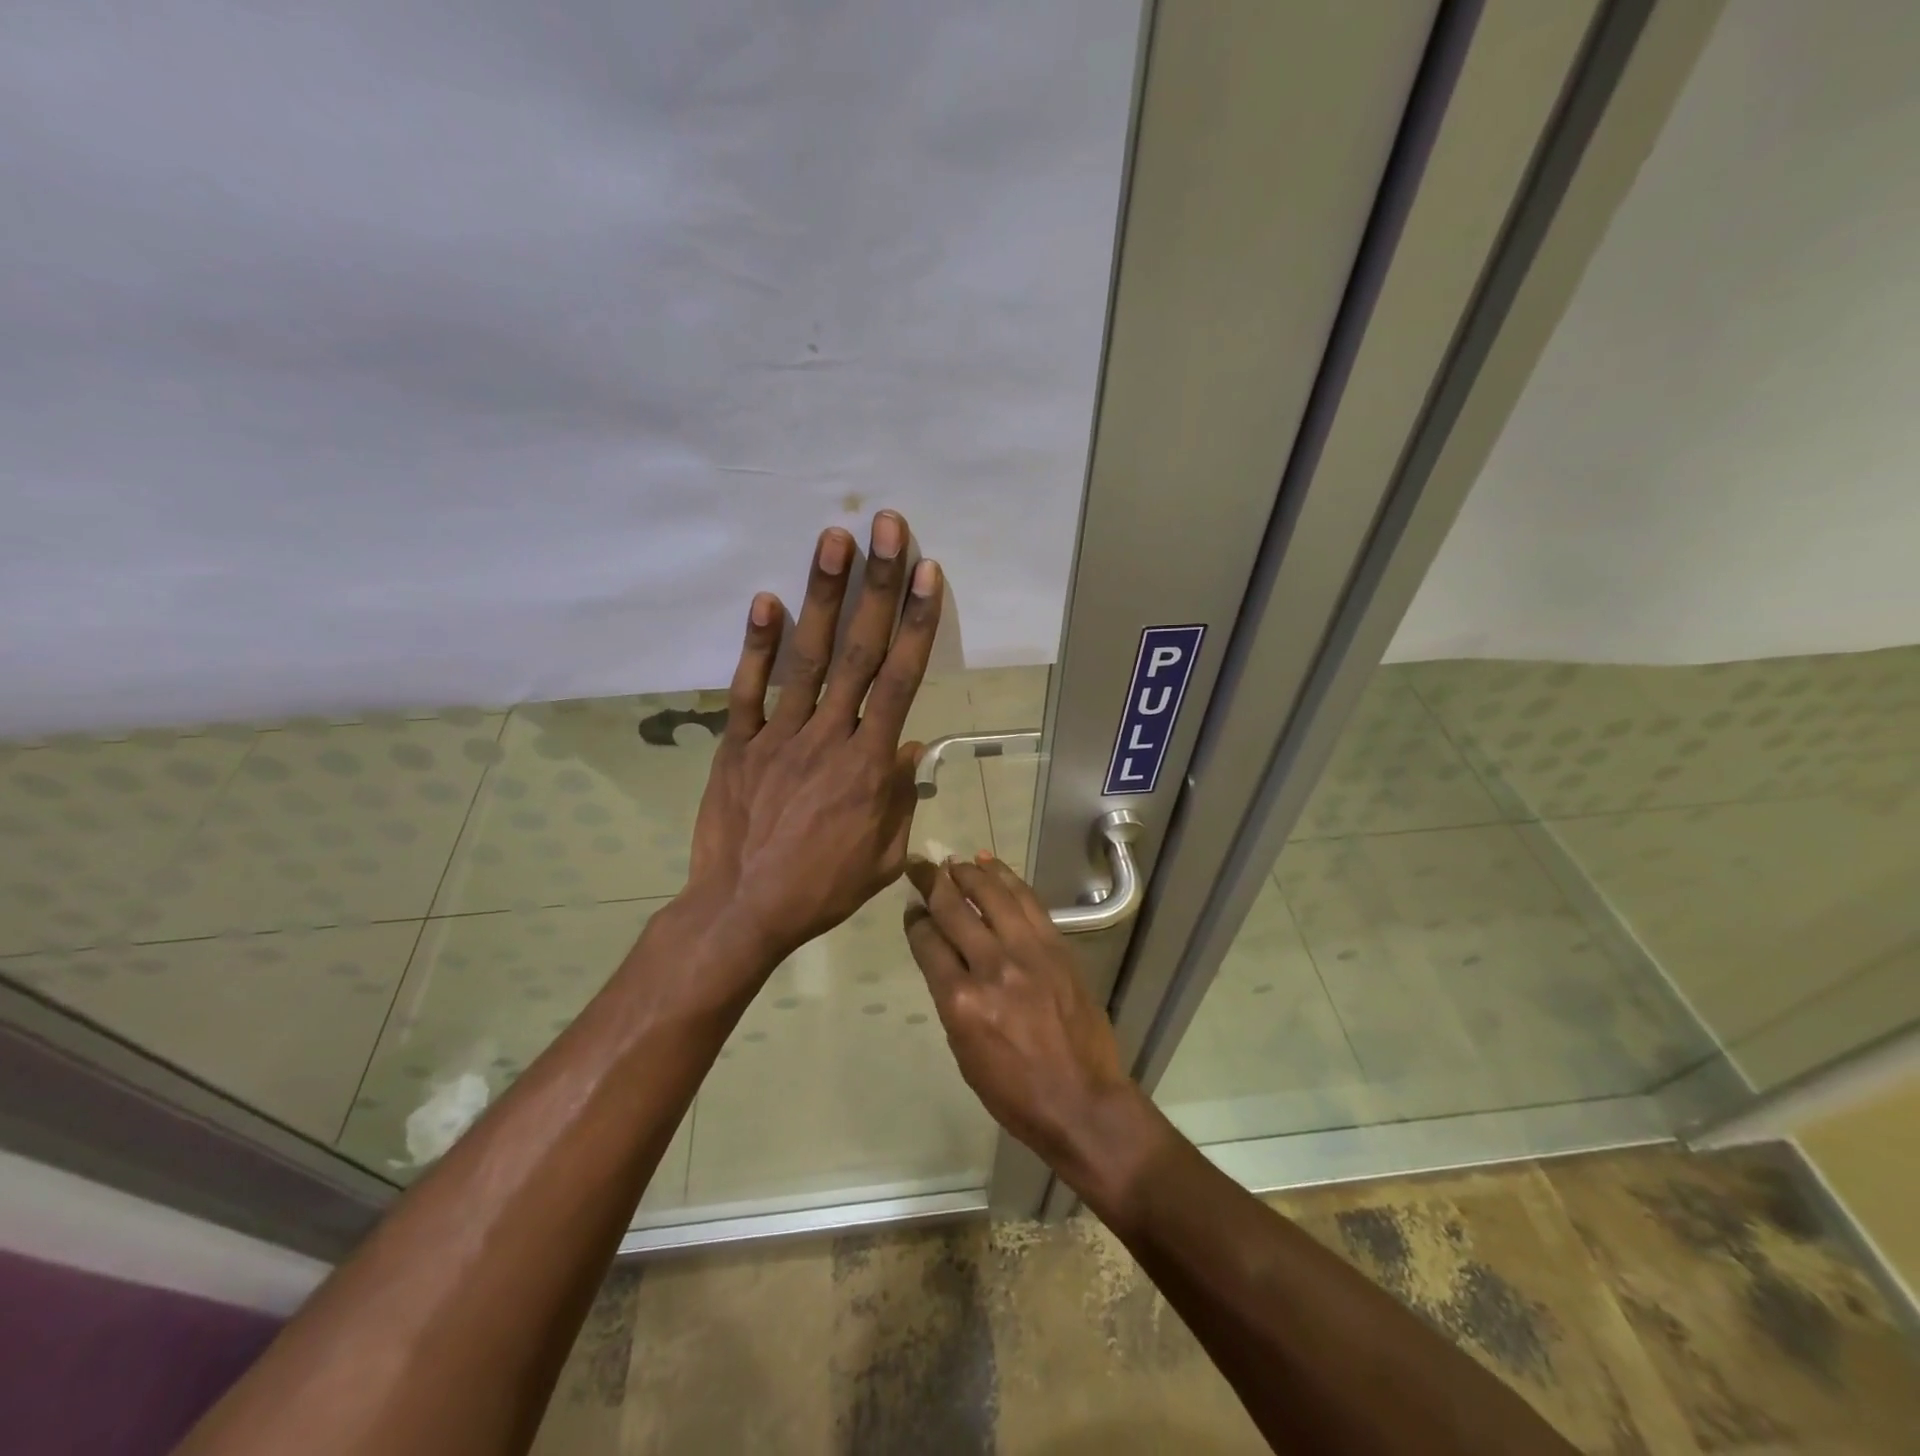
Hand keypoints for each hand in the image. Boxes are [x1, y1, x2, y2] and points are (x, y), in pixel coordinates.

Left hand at [682, 510, 941, 977]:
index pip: (900, 681)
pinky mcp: (737, 745)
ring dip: (821, 596)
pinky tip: (766, 599)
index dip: (915, 623)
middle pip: (858, 652)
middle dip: (875, 586)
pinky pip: (748, 690)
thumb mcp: (884, 857)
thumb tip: (913, 747)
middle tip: (885, 528)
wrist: (743, 911)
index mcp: (869, 765)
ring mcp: (778, 737)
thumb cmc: (823, 889)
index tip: (926, 573)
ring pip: (806, 659)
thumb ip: (901, 798)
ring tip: (833, 540)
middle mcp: (828, 737)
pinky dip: (757, 645)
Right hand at [903, 855, 1154, 1193]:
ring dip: (969, 872)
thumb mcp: (964, 1052)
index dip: (916, 920)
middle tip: (919, 865)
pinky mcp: (1057, 947)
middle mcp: (992, 967)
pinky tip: (992, 866)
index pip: (928, 942)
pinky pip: (1027, 902)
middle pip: (954, 909)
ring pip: (992, 895)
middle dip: (932, 882)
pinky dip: (1007, 879)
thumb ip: (951, 997)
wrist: (1083, 1101)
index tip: (912, 908)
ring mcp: (1029, 953)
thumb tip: (941, 957)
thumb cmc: (1014, 1091)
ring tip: (954, 861)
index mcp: (961, 1001)